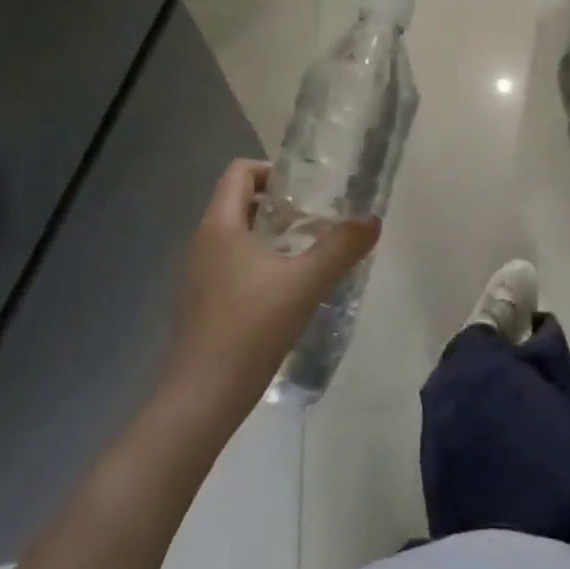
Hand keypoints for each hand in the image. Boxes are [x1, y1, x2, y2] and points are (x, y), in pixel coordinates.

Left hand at [163, 159, 380, 423]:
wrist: (202, 397)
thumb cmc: (251, 327)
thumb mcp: (305, 283)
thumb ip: (340, 248)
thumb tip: (372, 220)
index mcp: (220, 225)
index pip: (239, 172)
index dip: (271, 171)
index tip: (304, 192)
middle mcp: (202, 241)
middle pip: (238, 202)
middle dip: (277, 205)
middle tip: (313, 222)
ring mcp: (196, 274)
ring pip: (234, 235)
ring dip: (268, 235)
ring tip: (304, 255)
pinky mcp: (199, 302)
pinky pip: (228, 264)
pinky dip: (255, 263)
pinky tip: (282, 291)